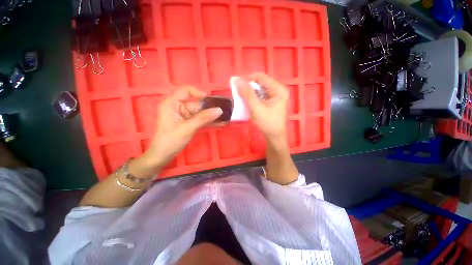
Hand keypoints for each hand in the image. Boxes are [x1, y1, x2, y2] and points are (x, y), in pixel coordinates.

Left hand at [139, 86, 221, 171]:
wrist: (163, 156)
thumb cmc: (171, 140)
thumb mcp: (188, 128)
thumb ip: (204, 118)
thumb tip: (219, 110)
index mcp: (172, 103)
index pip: (186, 91)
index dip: (199, 93)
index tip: (211, 101)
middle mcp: (179, 107)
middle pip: (197, 103)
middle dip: (210, 108)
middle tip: (224, 112)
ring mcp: (185, 115)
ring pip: (200, 112)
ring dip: (211, 116)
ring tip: (225, 118)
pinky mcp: (189, 123)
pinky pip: (201, 120)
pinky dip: (209, 121)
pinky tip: (219, 123)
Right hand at [236, 73, 288, 141]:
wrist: (274, 136)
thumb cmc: (267, 123)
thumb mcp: (256, 108)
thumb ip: (247, 94)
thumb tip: (237, 81)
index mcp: (278, 89)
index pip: (261, 77)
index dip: (247, 78)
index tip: (236, 83)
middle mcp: (278, 89)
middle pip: (260, 82)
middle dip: (248, 85)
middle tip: (237, 89)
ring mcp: (275, 95)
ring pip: (259, 88)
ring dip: (249, 91)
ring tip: (240, 94)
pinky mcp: (272, 101)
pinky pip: (260, 94)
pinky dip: (253, 96)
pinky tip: (247, 99)